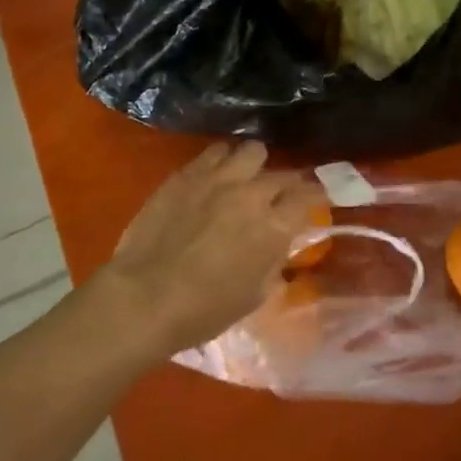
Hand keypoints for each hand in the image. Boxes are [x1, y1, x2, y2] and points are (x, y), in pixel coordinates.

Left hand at [99, 141, 321, 357]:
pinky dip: (223, 161)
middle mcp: (252, 194)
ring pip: (252, 150)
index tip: (316, 200)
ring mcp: (218, 179)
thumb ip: (273, 264)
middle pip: (283, 174)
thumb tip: (278, 249)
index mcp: (274, 227)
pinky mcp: (187, 174)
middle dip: (288, 184)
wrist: (143, 298)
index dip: (317, 196)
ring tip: (247, 177)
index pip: (309, 196)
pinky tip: (216, 174)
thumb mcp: (253, 296)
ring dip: (255, 165)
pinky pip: (215, 152)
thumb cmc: (203, 310)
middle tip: (281, 196)